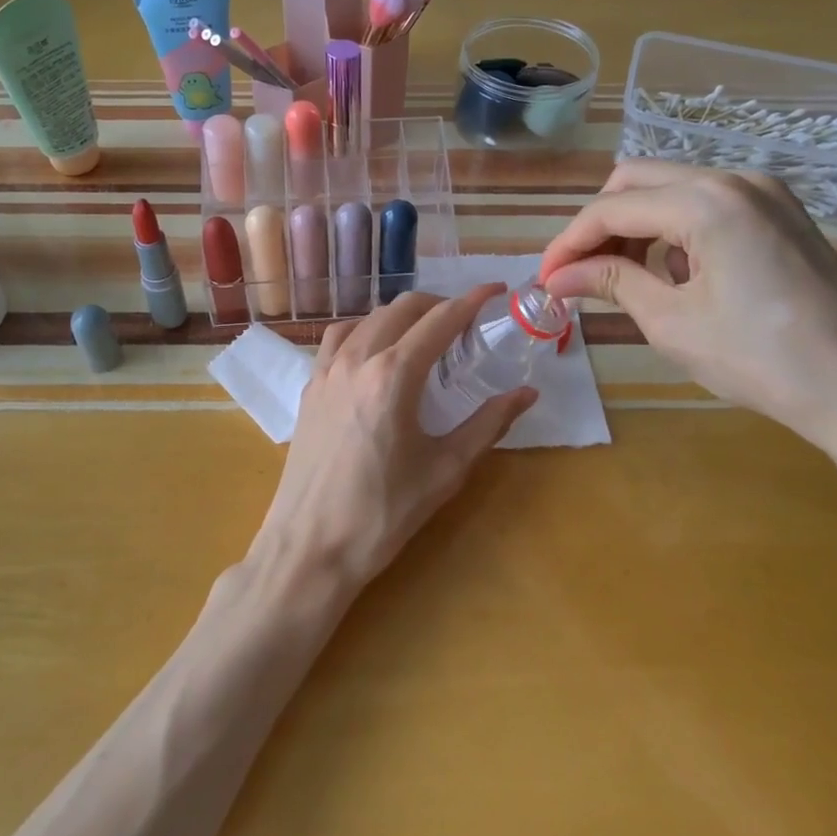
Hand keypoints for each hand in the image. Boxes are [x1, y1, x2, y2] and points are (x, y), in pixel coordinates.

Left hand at [257, 287, 537, 586]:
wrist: (310, 546)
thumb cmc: (383, 513)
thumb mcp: (445, 470)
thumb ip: (488, 424)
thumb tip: (527, 394)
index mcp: (394, 374)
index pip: (440, 320)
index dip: (472, 300)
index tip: (496, 289)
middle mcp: (357, 359)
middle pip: (402, 309)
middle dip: (438, 304)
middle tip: (465, 320)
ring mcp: (326, 371)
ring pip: (367, 318)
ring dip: (401, 315)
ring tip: (424, 332)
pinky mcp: (309, 388)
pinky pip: (338, 338)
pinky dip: (364, 329)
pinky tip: (375, 351)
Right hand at [538, 161, 836, 458]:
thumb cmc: (760, 359)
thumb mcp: (670, 322)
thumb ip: (610, 282)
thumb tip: (556, 277)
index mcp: (706, 201)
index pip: (611, 208)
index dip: (568, 243)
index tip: (543, 280)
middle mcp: (734, 178)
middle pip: (637, 180)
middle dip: (599, 225)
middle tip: (578, 274)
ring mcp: (765, 191)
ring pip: (671, 187)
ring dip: (635, 225)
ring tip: (621, 278)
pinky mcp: (780, 212)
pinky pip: (706, 202)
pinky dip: (674, 229)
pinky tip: (676, 274)